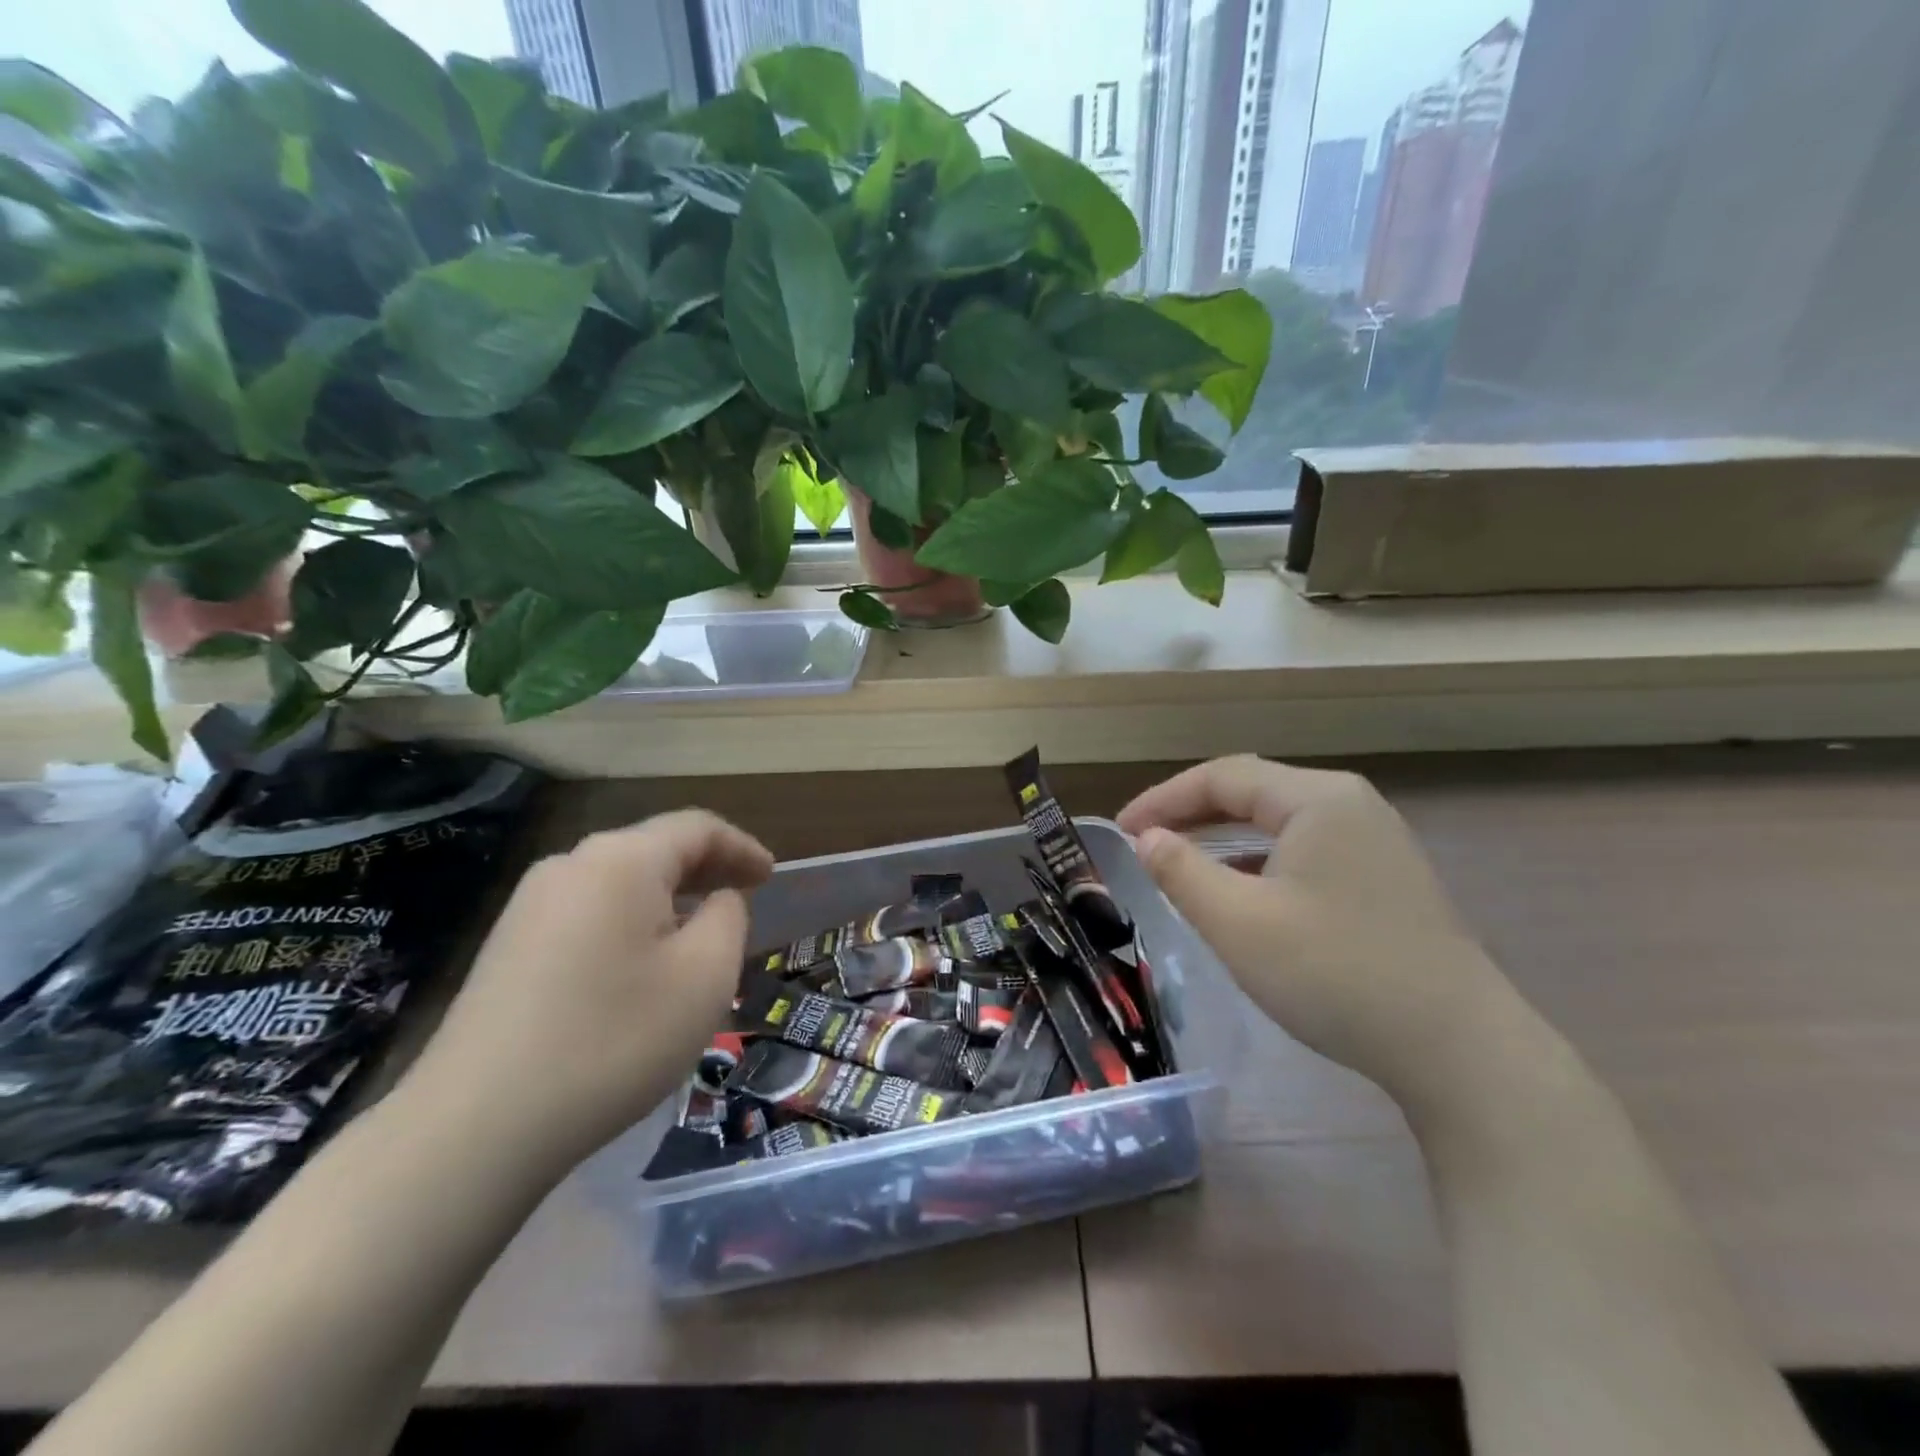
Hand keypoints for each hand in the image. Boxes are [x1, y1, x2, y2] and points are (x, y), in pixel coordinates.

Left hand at [400, 810, 773, 1179]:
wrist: (476, 1127)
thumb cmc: (614, 1039)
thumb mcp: (705, 975)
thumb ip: (728, 918)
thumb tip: (716, 900)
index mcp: (622, 860)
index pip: (697, 828)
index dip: (742, 847)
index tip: (771, 876)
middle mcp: (571, 865)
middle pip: (655, 848)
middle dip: (706, 869)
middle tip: (744, 898)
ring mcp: (530, 905)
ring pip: (620, 882)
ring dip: (668, 898)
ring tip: (698, 934)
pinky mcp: (507, 945)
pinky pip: (589, 913)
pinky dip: (631, 922)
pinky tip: (640, 965)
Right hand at [1119, 756, 1535, 1114]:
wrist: (1460, 1051)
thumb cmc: (1336, 974)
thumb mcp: (1238, 923)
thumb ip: (1181, 872)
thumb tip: (1147, 839)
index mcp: (1317, 799)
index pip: (1223, 777)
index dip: (1164, 798)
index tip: (1122, 829)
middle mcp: (1351, 805)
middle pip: (1254, 792)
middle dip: (1192, 813)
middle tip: (1145, 842)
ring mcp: (1377, 842)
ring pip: (1281, 824)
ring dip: (1226, 838)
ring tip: (1184, 863)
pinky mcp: (1388, 879)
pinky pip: (1308, 851)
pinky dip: (1262, 861)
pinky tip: (1246, 893)